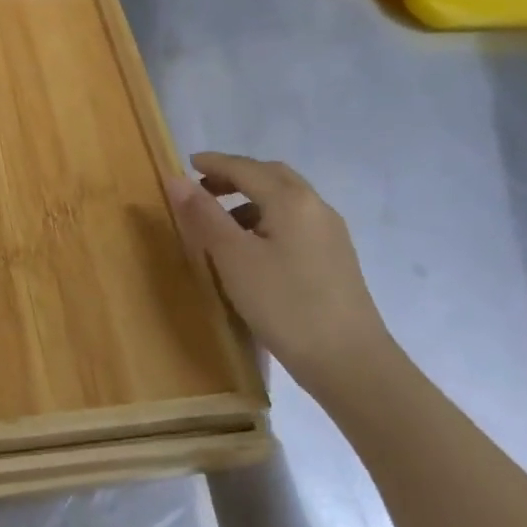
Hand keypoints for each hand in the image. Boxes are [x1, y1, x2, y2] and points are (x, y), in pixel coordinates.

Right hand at [168, 152, 397, 404]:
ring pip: (286, 200)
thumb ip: (204, 215)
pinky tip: (253, 248)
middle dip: (236, 175)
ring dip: (252, 198)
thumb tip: (176, 179)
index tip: (187, 163)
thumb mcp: (233, 258)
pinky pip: (296, 221)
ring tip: (222, 221)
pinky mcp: (336, 259)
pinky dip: (268, 218)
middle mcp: (316, 207)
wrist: (350, 363)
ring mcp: (331, 234)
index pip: (245, 168)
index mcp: (291, 200)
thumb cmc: (285, 304)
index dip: (214, 163)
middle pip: (272, 176)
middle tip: (203, 187)